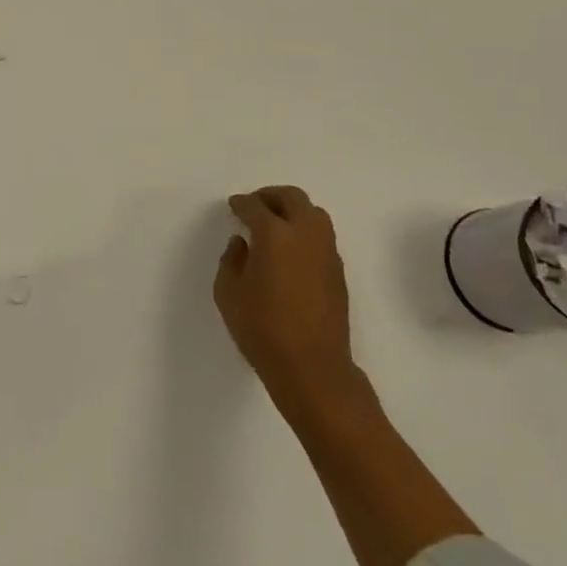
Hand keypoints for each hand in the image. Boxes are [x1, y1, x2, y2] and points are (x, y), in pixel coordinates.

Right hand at [215, 186, 364, 412]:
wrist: (312, 368)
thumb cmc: (263, 329)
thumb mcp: (228, 294)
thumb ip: (231, 260)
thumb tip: (242, 244)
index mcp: (274, 235)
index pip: (255, 206)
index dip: (241, 203)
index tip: (233, 206)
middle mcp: (305, 235)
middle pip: (292, 198)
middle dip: (271, 196)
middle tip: (254, 206)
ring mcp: (326, 252)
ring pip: (314, 213)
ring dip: (293, 210)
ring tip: (275, 225)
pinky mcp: (338, 272)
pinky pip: (322, 236)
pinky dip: (305, 231)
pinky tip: (291, 250)